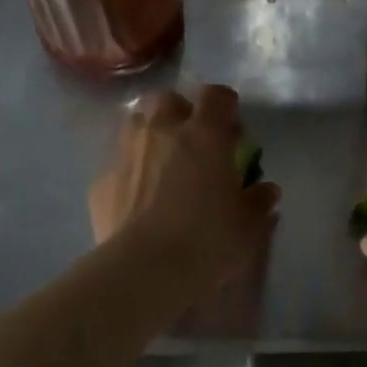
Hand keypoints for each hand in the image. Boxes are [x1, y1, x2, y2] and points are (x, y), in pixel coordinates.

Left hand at [89, 86, 279, 284]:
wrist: (144, 271)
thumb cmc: (207, 241)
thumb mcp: (248, 226)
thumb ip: (259, 201)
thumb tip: (265, 190)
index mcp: (204, 134)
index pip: (216, 95)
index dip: (226, 105)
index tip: (232, 128)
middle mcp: (162, 131)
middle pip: (167, 99)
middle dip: (180, 112)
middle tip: (193, 142)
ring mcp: (126, 152)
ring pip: (136, 122)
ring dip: (151, 134)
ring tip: (162, 163)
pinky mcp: (101, 180)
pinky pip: (118, 162)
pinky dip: (130, 170)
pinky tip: (137, 196)